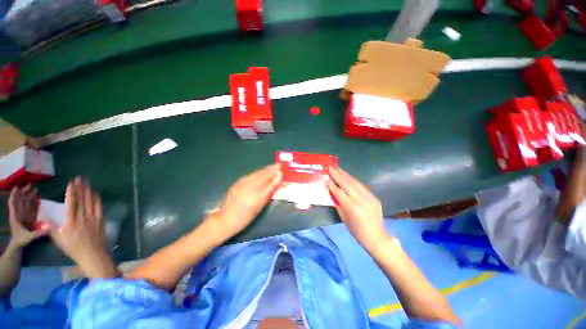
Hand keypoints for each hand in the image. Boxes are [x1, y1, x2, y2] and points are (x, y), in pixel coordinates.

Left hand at [8, 185, 47, 248]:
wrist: (18, 246)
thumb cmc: (21, 241)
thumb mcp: (29, 238)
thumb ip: (38, 233)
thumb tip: (49, 227)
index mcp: (15, 217)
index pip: (13, 204)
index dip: (14, 195)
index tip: (17, 187)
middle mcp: (19, 214)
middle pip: (20, 201)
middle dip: (24, 192)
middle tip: (30, 185)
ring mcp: (23, 215)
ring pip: (25, 203)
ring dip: (28, 195)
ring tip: (34, 189)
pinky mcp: (28, 217)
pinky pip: (30, 207)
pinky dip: (33, 201)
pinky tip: (37, 197)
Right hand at [50, 178, 115, 277]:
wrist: (92, 254)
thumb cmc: (74, 248)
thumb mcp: (58, 240)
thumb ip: (51, 229)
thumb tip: (43, 220)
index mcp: (71, 221)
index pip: (71, 203)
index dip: (72, 192)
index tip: (71, 183)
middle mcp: (83, 217)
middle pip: (82, 199)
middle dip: (81, 188)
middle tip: (80, 178)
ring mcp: (93, 218)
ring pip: (91, 201)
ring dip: (88, 191)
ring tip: (87, 183)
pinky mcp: (101, 220)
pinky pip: (99, 207)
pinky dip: (97, 199)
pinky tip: (95, 194)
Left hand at [210, 164, 280, 240]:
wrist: (225, 220)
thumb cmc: (244, 218)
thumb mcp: (258, 208)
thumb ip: (267, 194)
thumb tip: (275, 183)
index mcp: (256, 196)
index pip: (268, 183)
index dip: (275, 176)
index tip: (280, 170)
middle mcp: (249, 187)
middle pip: (262, 176)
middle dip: (270, 170)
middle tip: (277, 165)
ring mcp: (241, 184)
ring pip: (255, 174)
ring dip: (264, 170)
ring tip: (271, 166)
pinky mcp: (236, 183)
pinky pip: (249, 176)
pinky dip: (256, 173)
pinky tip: (260, 172)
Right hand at [328, 166, 389, 251]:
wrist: (377, 238)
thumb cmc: (357, 232)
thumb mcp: (344, 219)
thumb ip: (338, 204)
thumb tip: (332, 192)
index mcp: (354, 210)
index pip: (341, 194)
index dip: (333, 184)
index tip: (326, 176)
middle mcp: (363, 202)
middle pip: (348, 185)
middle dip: (338, 175)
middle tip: (331, 167)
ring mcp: (370, 199)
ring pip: (355, 183)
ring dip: (345, 175)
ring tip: (338, 168)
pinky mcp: (374, 198)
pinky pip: (362, 186)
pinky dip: (353, 180)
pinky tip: (347, 175)